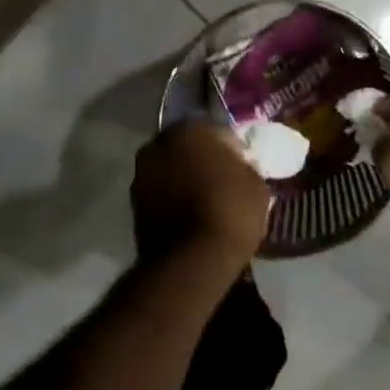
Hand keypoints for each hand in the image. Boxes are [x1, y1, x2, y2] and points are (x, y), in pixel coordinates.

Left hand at [131, 120, 270, 263]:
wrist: (192, 260)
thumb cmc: (231, 212)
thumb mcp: (256, 185)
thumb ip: (244, 167)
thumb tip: (237, 167)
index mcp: (190, 129)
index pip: (215, 131)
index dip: (230, 150)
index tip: (241, 167)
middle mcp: (159, 143)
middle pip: (186, 148)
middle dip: (200, 160)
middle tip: (221, 182)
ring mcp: (141, 174)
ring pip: (170, 170)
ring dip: (183, 179)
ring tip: (204, 202)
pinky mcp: (132, 204)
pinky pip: (160, 194)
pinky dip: (171, 200)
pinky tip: (189, 216)